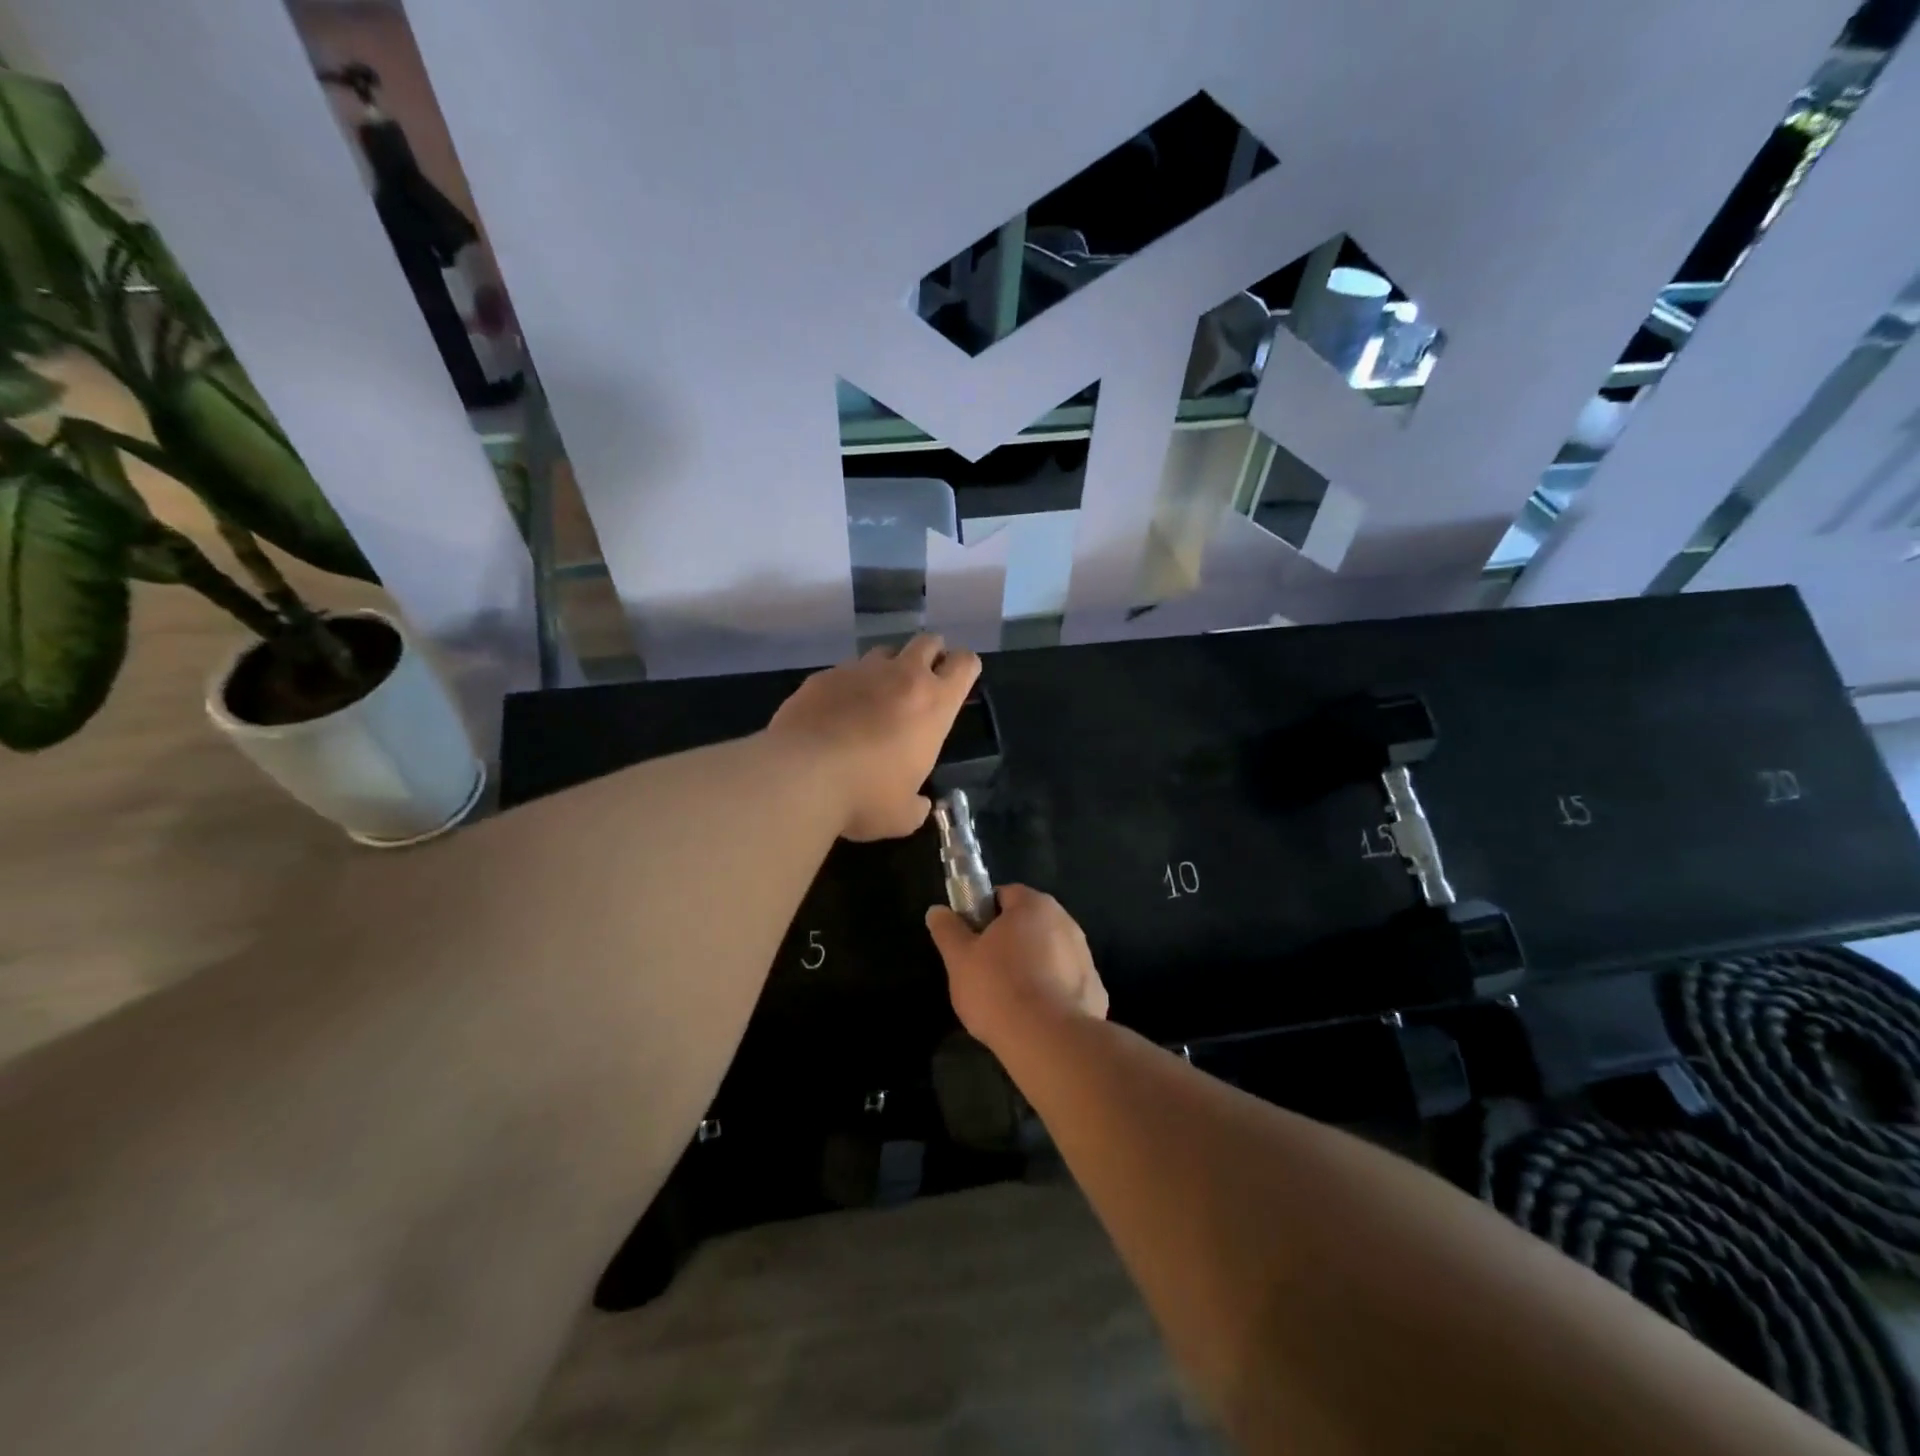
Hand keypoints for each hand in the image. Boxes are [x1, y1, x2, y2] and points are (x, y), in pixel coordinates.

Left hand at [766, 634, 980, 840]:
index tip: (956, 683)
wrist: (800, 776)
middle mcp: (902, 676)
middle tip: (921, 682)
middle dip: (930, 655)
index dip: (964, 668)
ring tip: (875, 697)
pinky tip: (834, 713)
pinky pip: (843, 672)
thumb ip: (917, 805)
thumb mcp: (903, 815)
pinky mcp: (822, 676)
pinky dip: (846, 686)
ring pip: (883, 652)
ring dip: (887, 668)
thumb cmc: (865, 796)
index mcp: (934, 704)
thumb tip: (919, 805)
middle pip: (927, 642)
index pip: (964, 663)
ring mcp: (859, 671)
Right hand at [925, 885, 1108, 1051]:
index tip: (972, 942)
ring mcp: (1085, 956)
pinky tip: (1037, 1017)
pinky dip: (1053, 993)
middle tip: (986, 971)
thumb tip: (936, 910)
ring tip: (1010, 999)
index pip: (1005, 895)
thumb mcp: (959, 959)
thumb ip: (947, 931)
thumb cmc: (998, 989)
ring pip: (1050, 953)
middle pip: (1030, 924)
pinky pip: (1067, 983)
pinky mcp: (1096, 990)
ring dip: (1033, 966)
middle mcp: (1066, 922)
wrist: (1048, 1041)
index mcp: (1034, 905)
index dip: (984, 915)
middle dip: (1010, 942)